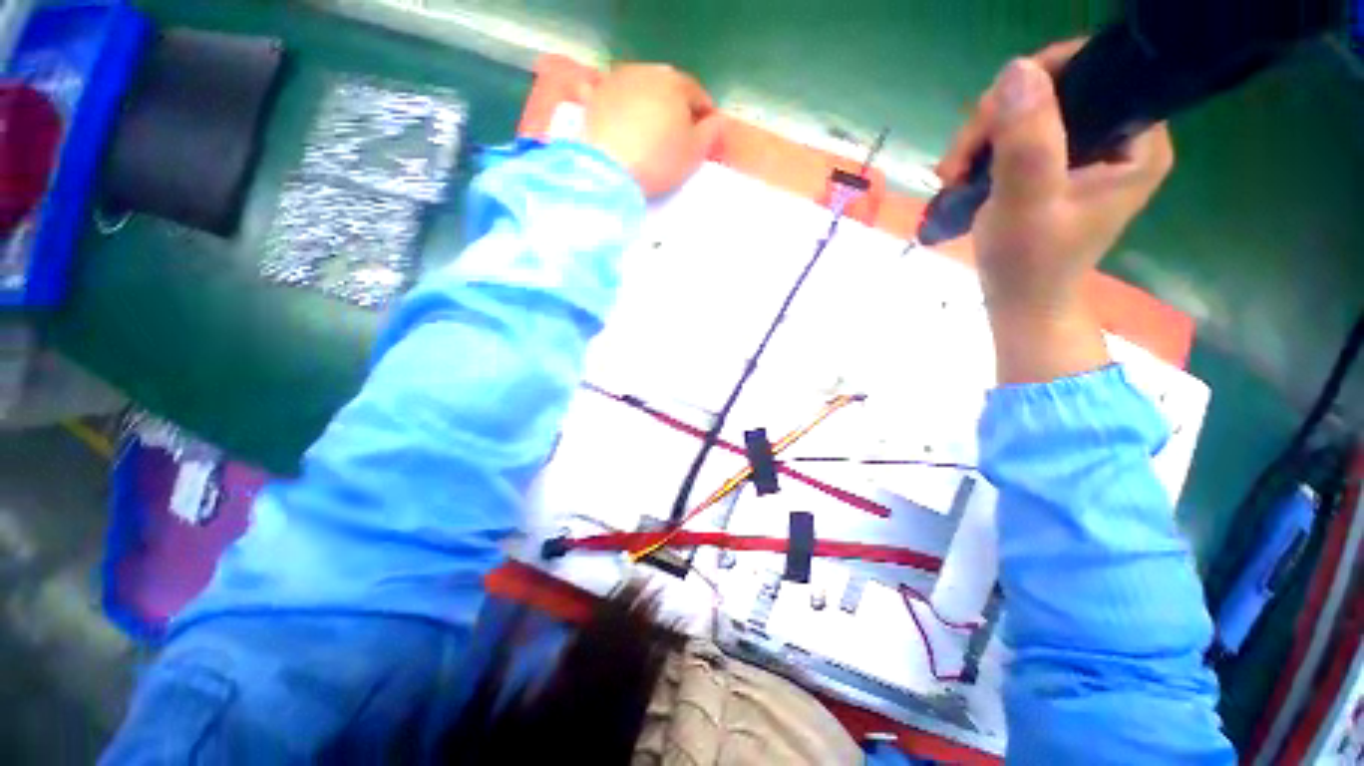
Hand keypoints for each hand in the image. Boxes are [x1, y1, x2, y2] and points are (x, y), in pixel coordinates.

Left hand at [580, 64, 723, 197]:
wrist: (608, 168)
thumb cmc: (658, 161)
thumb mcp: (694, 153)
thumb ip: (711, 132)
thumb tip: (716, 120)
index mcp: (675, 83)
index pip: (697, 94)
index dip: (704, 114)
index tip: (706, 132)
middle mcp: (647, 71)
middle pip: (668, 87)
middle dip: (676, 106)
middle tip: (678, 132)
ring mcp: (617, 80)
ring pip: (641, 89)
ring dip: (649, 104)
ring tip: (651, 130)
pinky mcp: (595, 96)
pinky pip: (615, 99)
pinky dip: (622, 107)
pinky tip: (622, 122)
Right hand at [937, 40, 1174, 382]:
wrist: (1019, 303)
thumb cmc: (1029, 264)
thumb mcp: (1027, 203)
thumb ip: (1028, 141)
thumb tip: (1014, 70)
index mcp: (1137, 142)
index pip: (1096, 74)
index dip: (1042, 79)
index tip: (991, 115)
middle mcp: (1119, 138)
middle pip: (1056, 92)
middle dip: (998, 119)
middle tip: (958, 160)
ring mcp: (1087, 152)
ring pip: (1031, 113)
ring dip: (982, 138)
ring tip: (952, 175)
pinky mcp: (1059, 166)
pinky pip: (1020, 136)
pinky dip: (985, 151)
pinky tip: (962, 175)